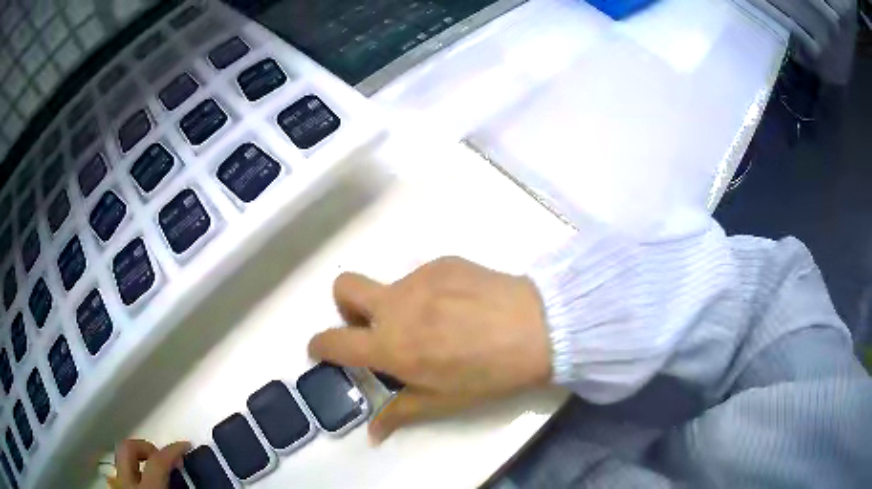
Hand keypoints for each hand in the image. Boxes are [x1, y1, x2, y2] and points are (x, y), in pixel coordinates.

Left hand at [113, 439, 189, 488]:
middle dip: (145, 446)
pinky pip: (119, 476)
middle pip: (128, 447)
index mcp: (145, 486)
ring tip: (151, 470)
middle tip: (162, 455)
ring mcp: (117, 484)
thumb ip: (177, 486)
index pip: (158, 460)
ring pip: (121, 461)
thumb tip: (187, 475)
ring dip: (136, 461)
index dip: (173, 449)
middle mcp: (126, 482)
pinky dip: (130, 474)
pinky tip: (140, 483)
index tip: (185, 444)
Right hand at [308, 257, 551, 442]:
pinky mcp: (443, 262)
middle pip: (343, 287)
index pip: (333, 340)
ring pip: (390, 286)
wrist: (537, 327)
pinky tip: (460, 306)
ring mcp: (419, 277)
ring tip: (438, 322)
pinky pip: (423, 277)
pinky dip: (429, 293)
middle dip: (345, 305)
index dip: (319, 345)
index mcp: (390, 344)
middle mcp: (396, 305)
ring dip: (399, 304)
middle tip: (372, 325)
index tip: (322, 348)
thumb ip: (401, 413)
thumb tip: (373, 433)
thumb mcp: (443, 401)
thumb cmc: (488, 373)